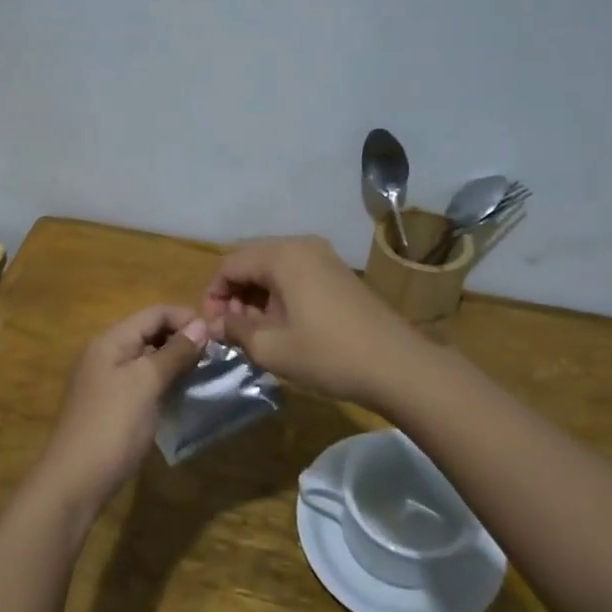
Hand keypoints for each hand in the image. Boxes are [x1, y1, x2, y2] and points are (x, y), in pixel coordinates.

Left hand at [33, 306, 207, 518]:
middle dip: (182, 339)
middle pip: (150, 332)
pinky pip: (142, 382)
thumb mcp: (146, 383)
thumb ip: (173, 353)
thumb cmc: (112, 426)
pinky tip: (182, 395)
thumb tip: (200, 326)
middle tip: (215, 357)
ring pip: (147, 358)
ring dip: (175, 362)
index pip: (155, 313)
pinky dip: (163, 382)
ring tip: (205, 374)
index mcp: (111, 340)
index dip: (186, 318)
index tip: (218, 337)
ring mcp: (106, 381)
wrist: (75, 482)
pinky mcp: (111, 405)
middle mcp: (106, 354)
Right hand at [203, 236, 429, 406]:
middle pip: (251, 261)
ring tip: (255, 333)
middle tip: (232, 331)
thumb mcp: (272, 347)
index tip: (213, 328)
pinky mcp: (338, 274)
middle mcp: (302, 245)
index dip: (213, 294)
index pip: (230, 264)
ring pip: (274, 269)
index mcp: (283, 255)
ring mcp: (324, 258)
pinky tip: (282, 326)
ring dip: (256, 296)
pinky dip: (279, 295)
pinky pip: (296, 275)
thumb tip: (215, 325)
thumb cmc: (329, 355)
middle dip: (235, 294)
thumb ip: (236, 330)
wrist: (398, 365)